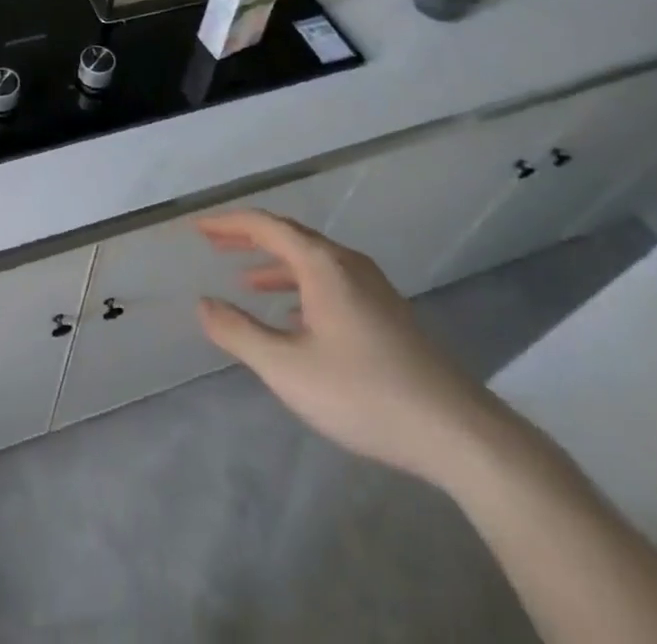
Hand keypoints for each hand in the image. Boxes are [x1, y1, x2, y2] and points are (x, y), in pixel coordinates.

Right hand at [194, 210, 506, 485]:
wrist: (458, 433)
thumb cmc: (364, 393)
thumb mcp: (287, 368)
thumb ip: (239, 333)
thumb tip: (203, 304)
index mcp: (322, 264)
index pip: (266, 226)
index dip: (228, 224)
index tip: (198, 229)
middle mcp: (347, 264)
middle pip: (290, 237)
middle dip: (250, 239)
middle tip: (215, 244)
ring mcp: (373, 288)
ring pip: (313, 261)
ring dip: (276, 265)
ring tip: (246, 281)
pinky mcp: (388, 314)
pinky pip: (332, 282)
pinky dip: (301, 286)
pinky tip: (295, 318)